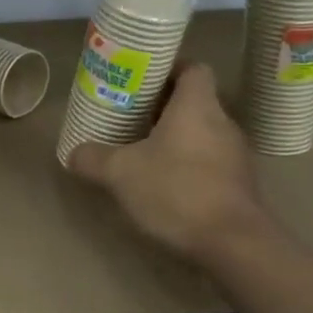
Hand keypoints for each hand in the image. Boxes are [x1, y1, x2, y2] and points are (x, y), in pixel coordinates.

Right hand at [68, 63, 270, 264]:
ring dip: (175, 137)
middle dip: (163, 106)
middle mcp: (222, 122)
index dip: (170, 68)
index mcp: (197, 106)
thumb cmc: (177, 191)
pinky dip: (188, 164)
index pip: (193, 68)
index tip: (142, 79)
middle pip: (194, 100)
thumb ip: (94, 159)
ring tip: (143, 149)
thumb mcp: (121, 173)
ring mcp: (235, 155)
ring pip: (202, 132)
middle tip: (130, 114)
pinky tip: (165, 183)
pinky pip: (210, 160)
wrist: (234, 245)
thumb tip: (73, 153)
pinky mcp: (239, 184)